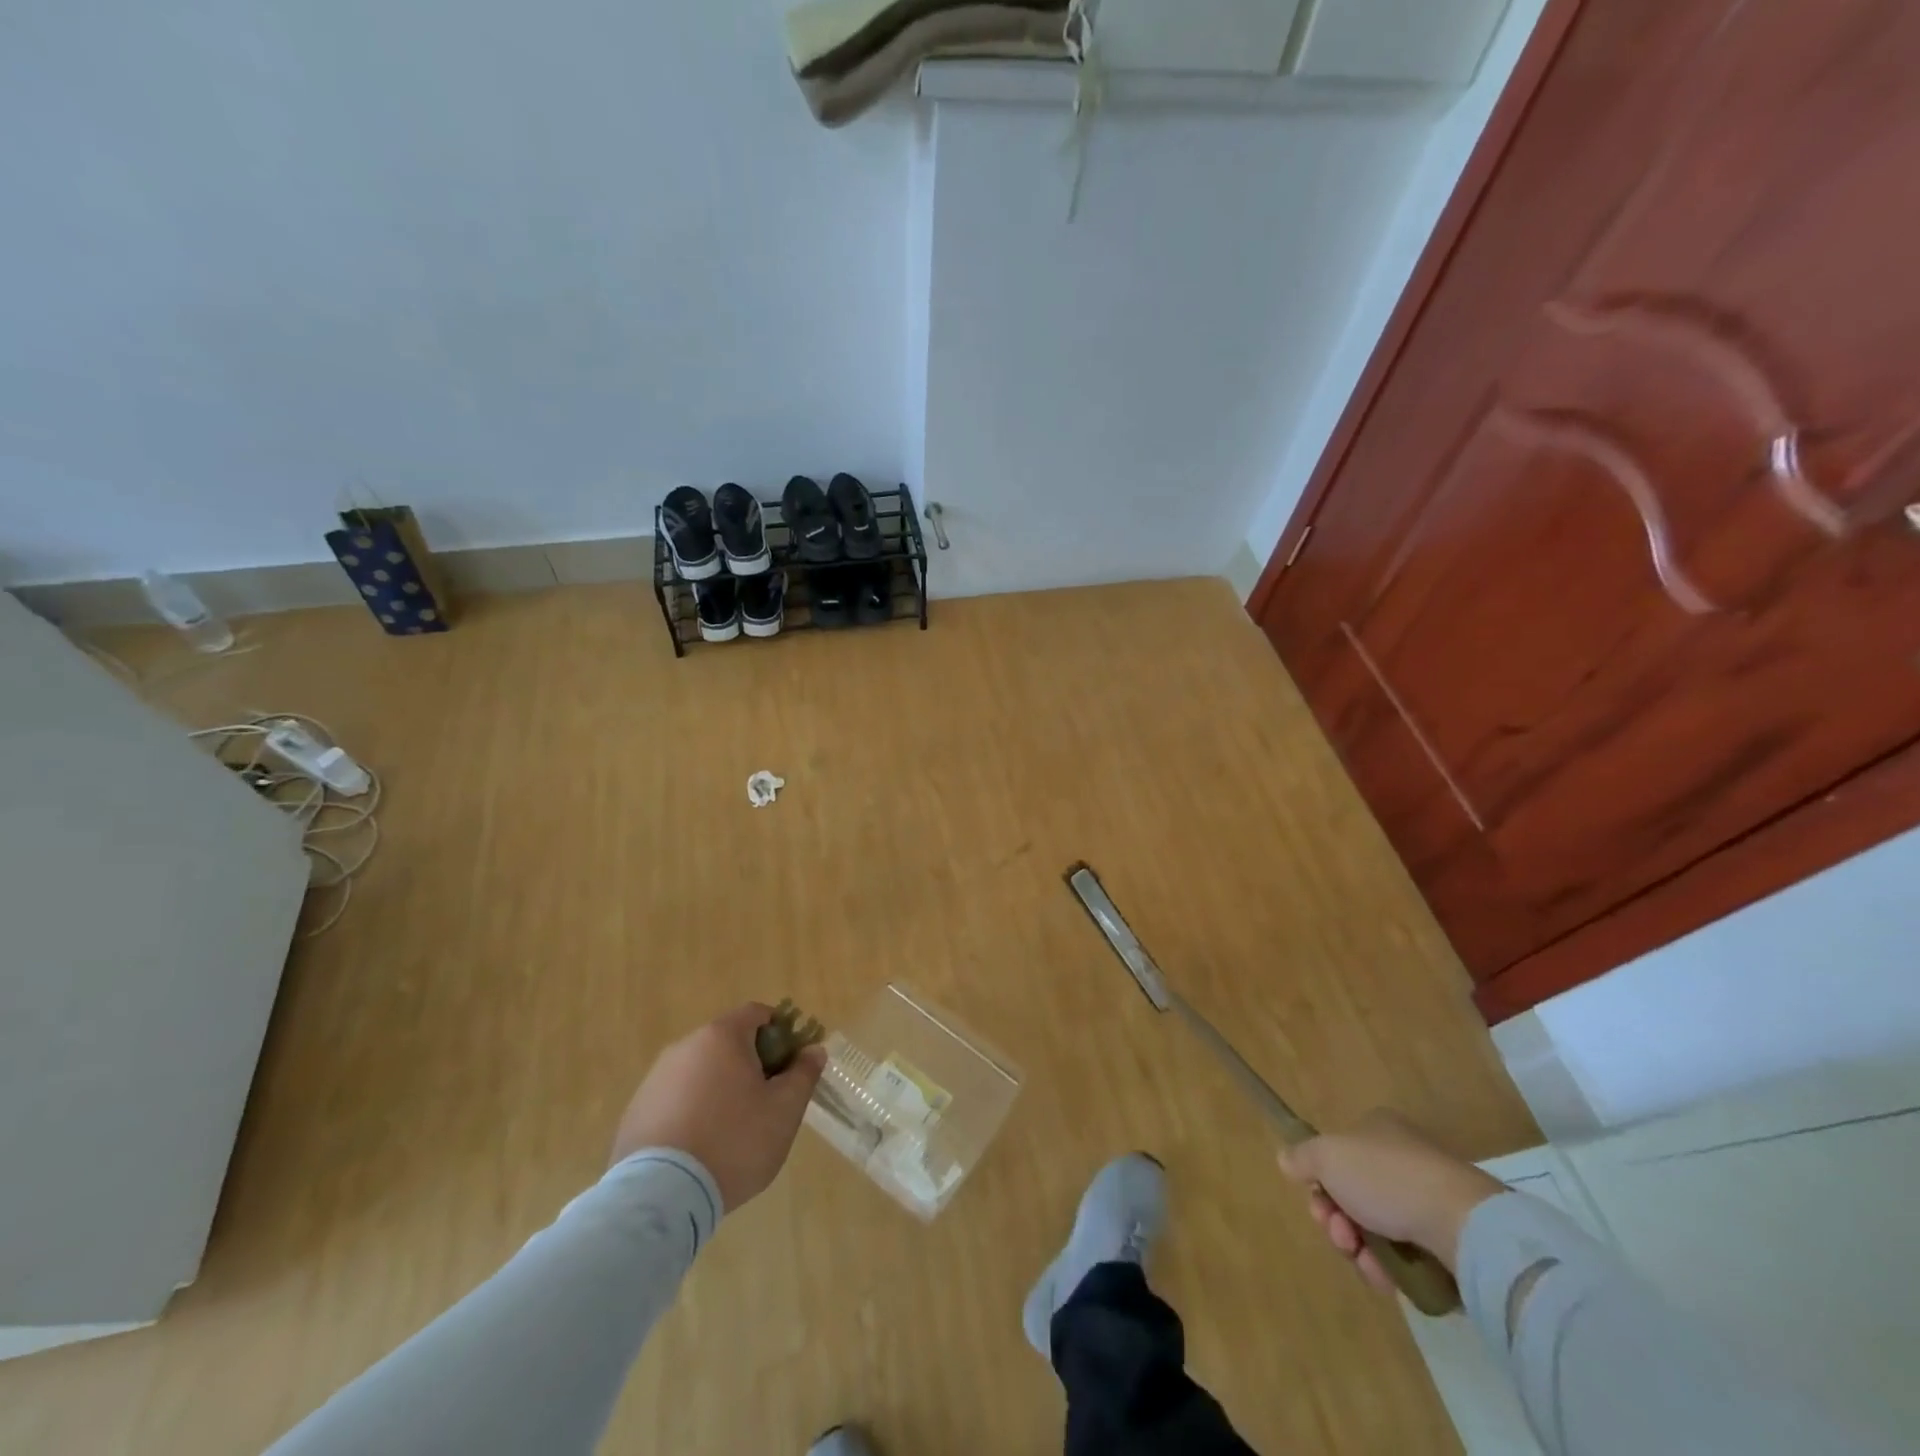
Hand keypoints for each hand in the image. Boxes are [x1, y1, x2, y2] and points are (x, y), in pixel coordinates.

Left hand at [609, 1003, 825, 1213]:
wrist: (660, 1196)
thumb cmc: (734, 1142)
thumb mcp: (784, 1111)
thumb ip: (803, 1074)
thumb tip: (813, 1050)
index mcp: (722, 1037)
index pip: (757, 1014)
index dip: (780, 1032)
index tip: (790, 1063)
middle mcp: (685, 1046)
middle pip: (727, 1043)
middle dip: (751, 1064)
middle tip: (767, 1101)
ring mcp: (655, 1079)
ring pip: (700, 1072)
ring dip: (720, 1089)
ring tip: (732, 1131)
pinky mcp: (635, 1112)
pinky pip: (675, 1100)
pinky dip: (692, 1112)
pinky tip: (700, 1148)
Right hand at [1278, 1109, 1504, 1293]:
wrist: (1463, 1226)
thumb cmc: (1387, 1178)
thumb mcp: (1327, 1155)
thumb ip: (1302, 1156)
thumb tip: (1286, 1159)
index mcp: (1377, 1129)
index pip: (1337, 1155)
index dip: (1319, 1181)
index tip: (1317, 1201)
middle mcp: (1402, 1159)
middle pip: (1353, 1194)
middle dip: (1337, 1219)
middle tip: (1339, 1235)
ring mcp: (1427, 1200)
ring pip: (1376, 1228)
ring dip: (1359, 1248)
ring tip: (1366, 1262)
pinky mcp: (1449, 1241)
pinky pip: (1405, 1255)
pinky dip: (1390, 1268)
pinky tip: (1387, 1277)